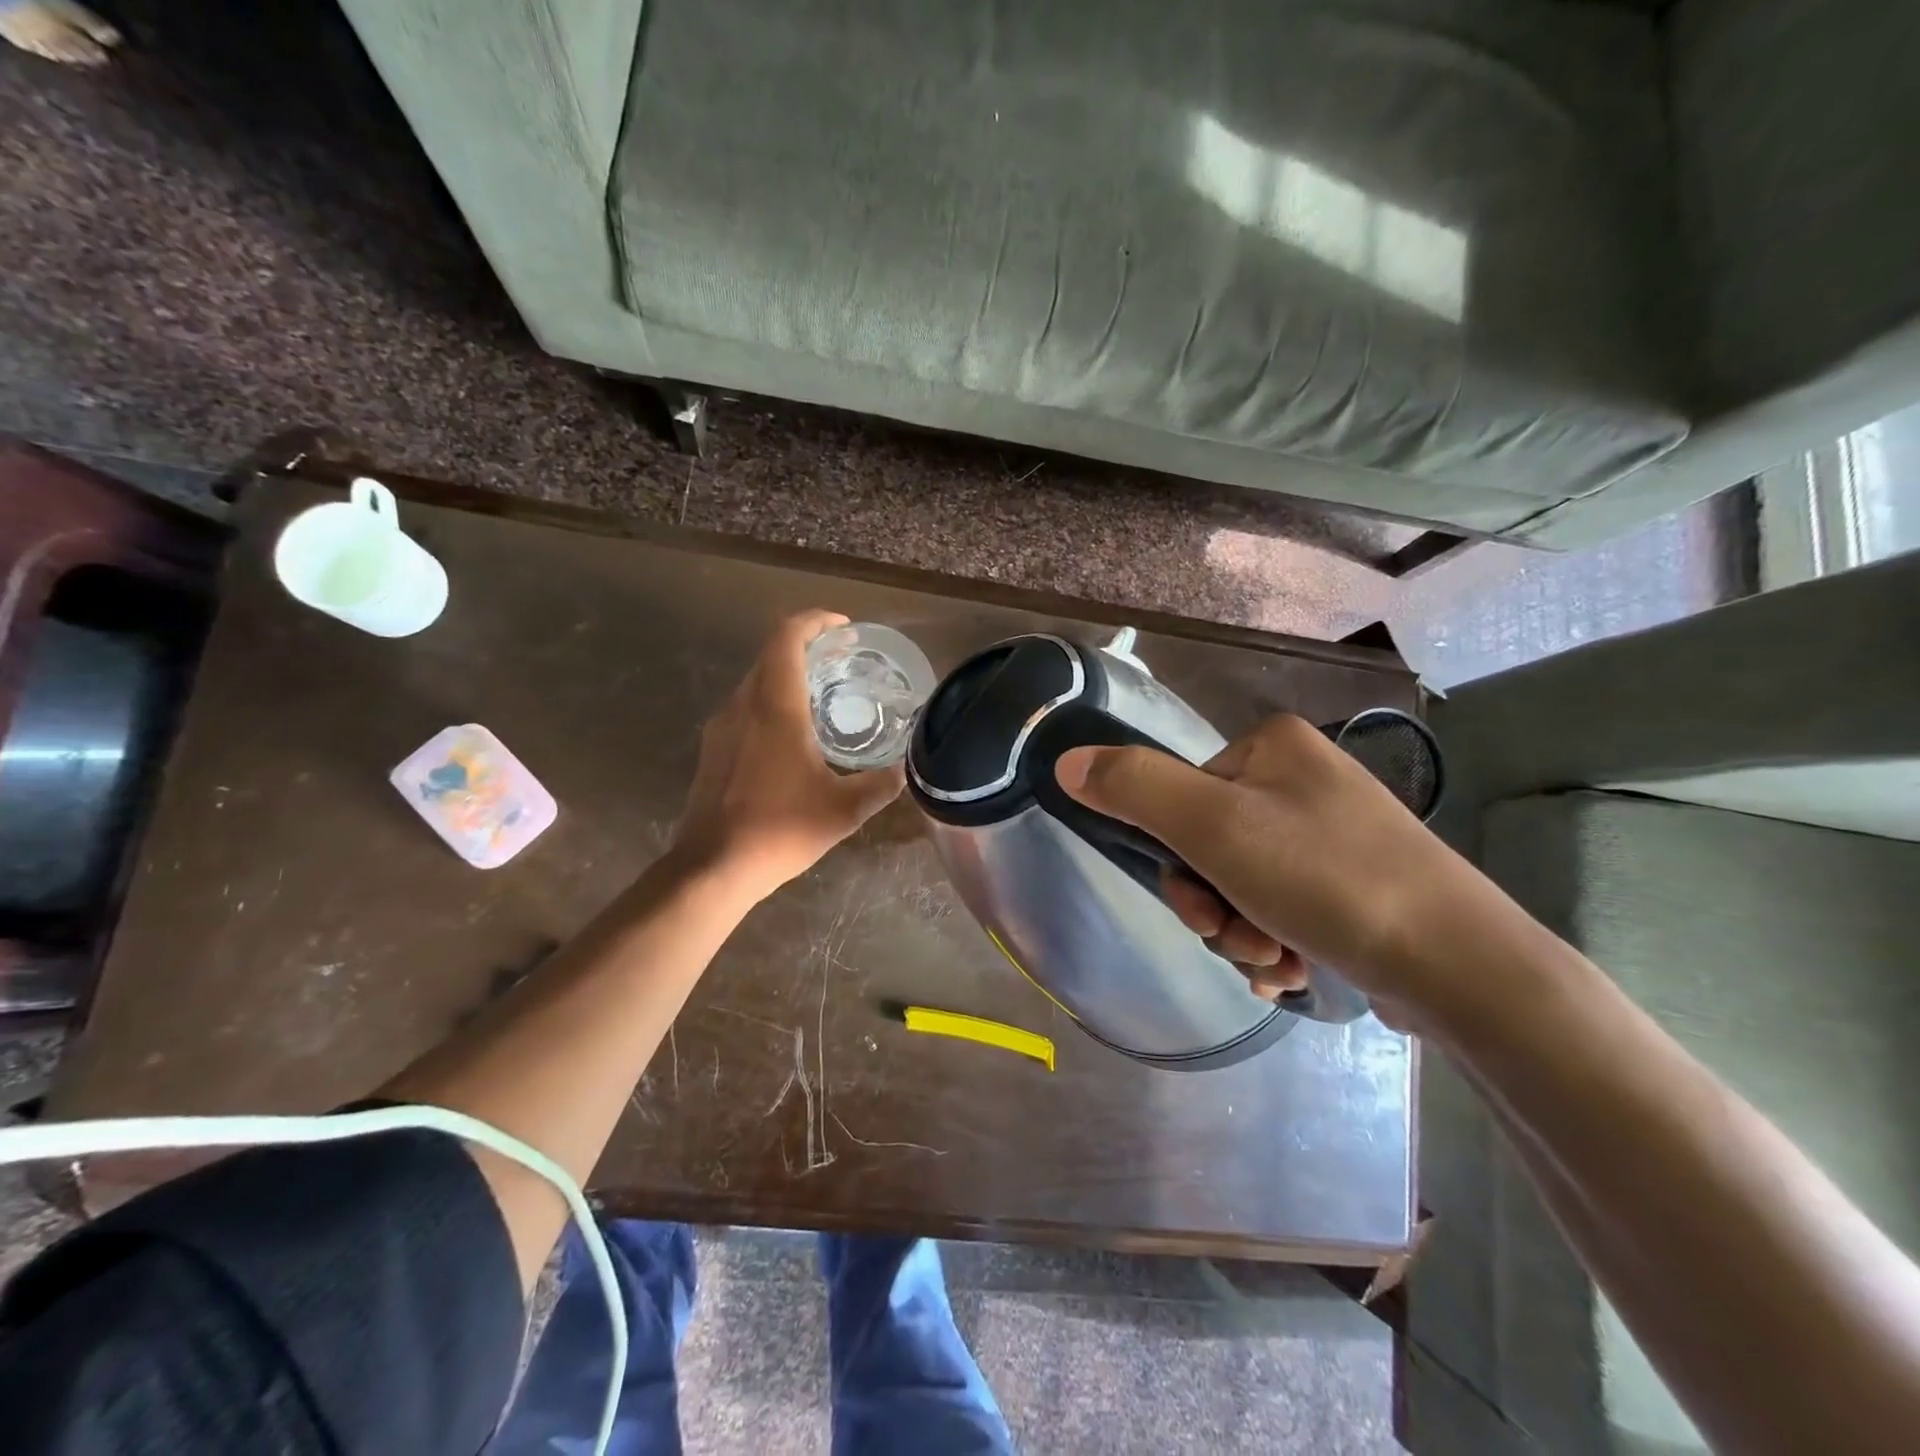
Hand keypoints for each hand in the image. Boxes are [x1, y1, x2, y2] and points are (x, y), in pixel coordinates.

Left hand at [669, 610, 903, 900]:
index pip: (787, 638)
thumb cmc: (780, 829)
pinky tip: (793, 734)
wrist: (713, 868)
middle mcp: (743, 705)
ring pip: (756, 681)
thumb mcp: (844, 810)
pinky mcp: (712, 749)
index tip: (844, 628)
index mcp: (775, 707)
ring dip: (788, 675)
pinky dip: (771, 701)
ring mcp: (721, 727)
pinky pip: (745, 707)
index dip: (815, 621)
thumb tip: (908, 771)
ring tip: (823, 694)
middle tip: (843, 660)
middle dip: (807, 647)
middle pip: (771, 654)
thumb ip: (881, 785)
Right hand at [1056, 713, 1521, 1031]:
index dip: (1178, 862)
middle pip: (1210, 846)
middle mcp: (1302, 778)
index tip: (1204, 910)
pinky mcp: (1356, 882)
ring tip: (1277, 963)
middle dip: (1215, 907)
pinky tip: (1294, 971)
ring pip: (1243, 884)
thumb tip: (1067, 762)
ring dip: (1242, 933)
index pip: (1181, 799)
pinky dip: (1275, 943)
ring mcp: (1332, 831)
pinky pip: (1282, 906)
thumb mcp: (1213, 828)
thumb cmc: (1327, 880)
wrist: (1461, 966)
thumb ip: (1134, 788)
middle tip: (1243, 942)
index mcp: (1271, 747)